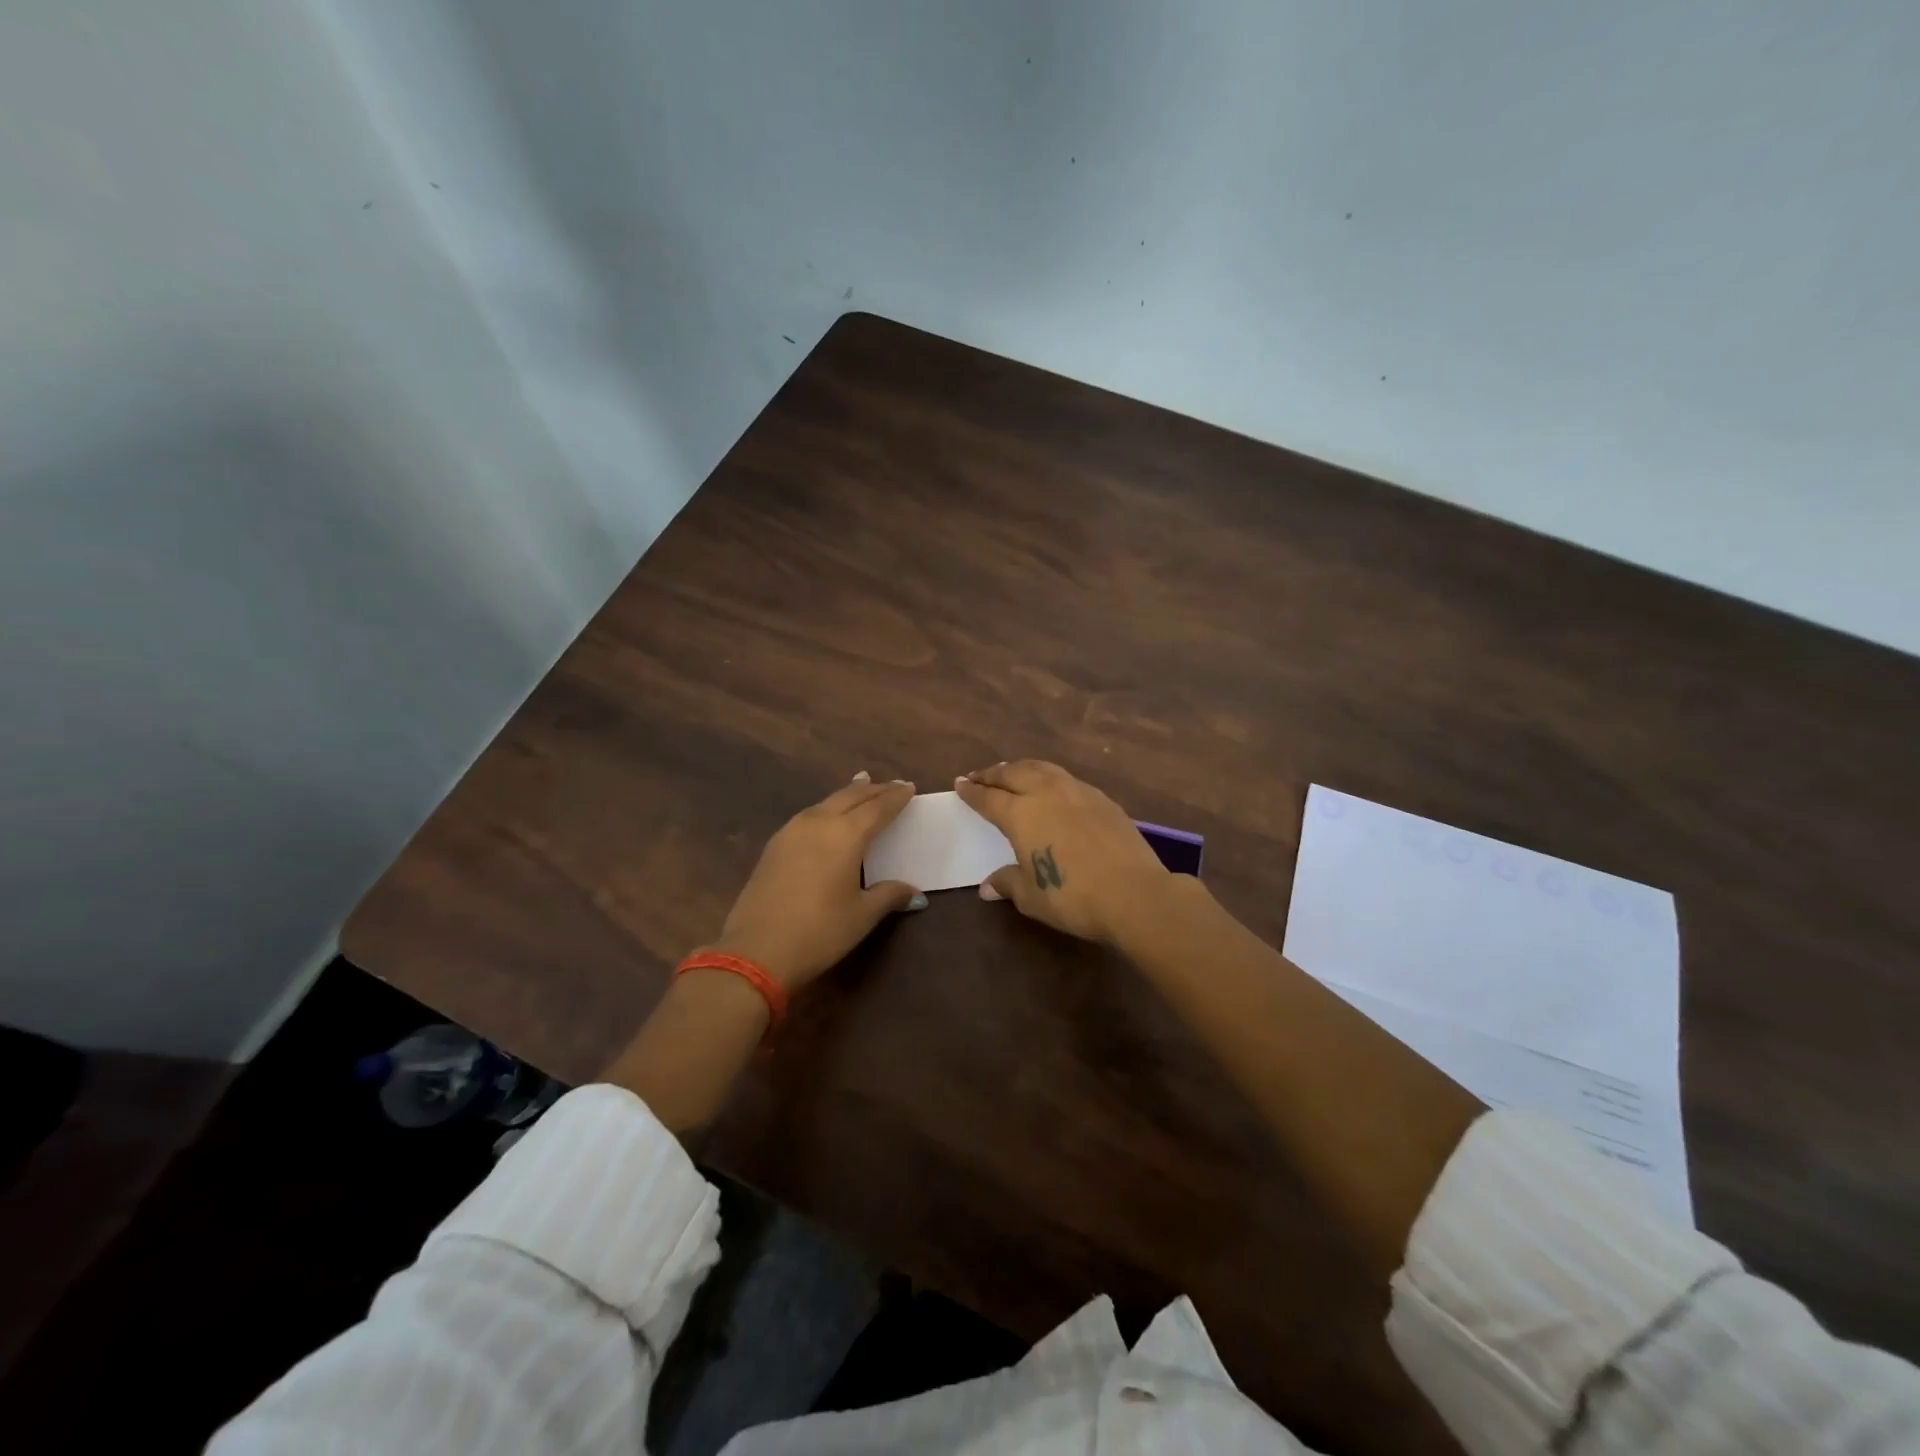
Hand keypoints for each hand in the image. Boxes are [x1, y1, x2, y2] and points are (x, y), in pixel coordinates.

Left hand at [710, 772, 925, 992]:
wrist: (756, 950)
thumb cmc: (819, 931)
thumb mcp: (862, 915)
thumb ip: (889, 896)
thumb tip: (914, 893)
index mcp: (845, 834)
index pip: (878, 808)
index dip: (896, 797)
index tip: (910, 787)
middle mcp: (818, 822)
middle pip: (850, 797)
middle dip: (873, 790)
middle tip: (891, 785)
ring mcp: (791, 832)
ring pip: (826, 802)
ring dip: (847, 795)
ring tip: (861, 787)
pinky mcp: (774, 846)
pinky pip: (808, 815)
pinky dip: (826, 809)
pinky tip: (827, 817)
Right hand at [953, 759, 1171, 944]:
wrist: (1133, 893)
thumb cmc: (1072, 897)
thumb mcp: (1031, 896)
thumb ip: (1007, 883)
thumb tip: (988, 886)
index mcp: (1021, 813)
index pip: (988, 797)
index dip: (972, 791)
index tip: (960, 783)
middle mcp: (1046, 793)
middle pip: (1014, 773)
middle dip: (993, 773)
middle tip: (980, 776)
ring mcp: (1077, 791)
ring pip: (1042, 768)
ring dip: (1022, 768)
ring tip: (1012, 772)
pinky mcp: (1102, 799)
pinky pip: (1067, 779)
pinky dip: (1049, 777)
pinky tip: (1052, 788)